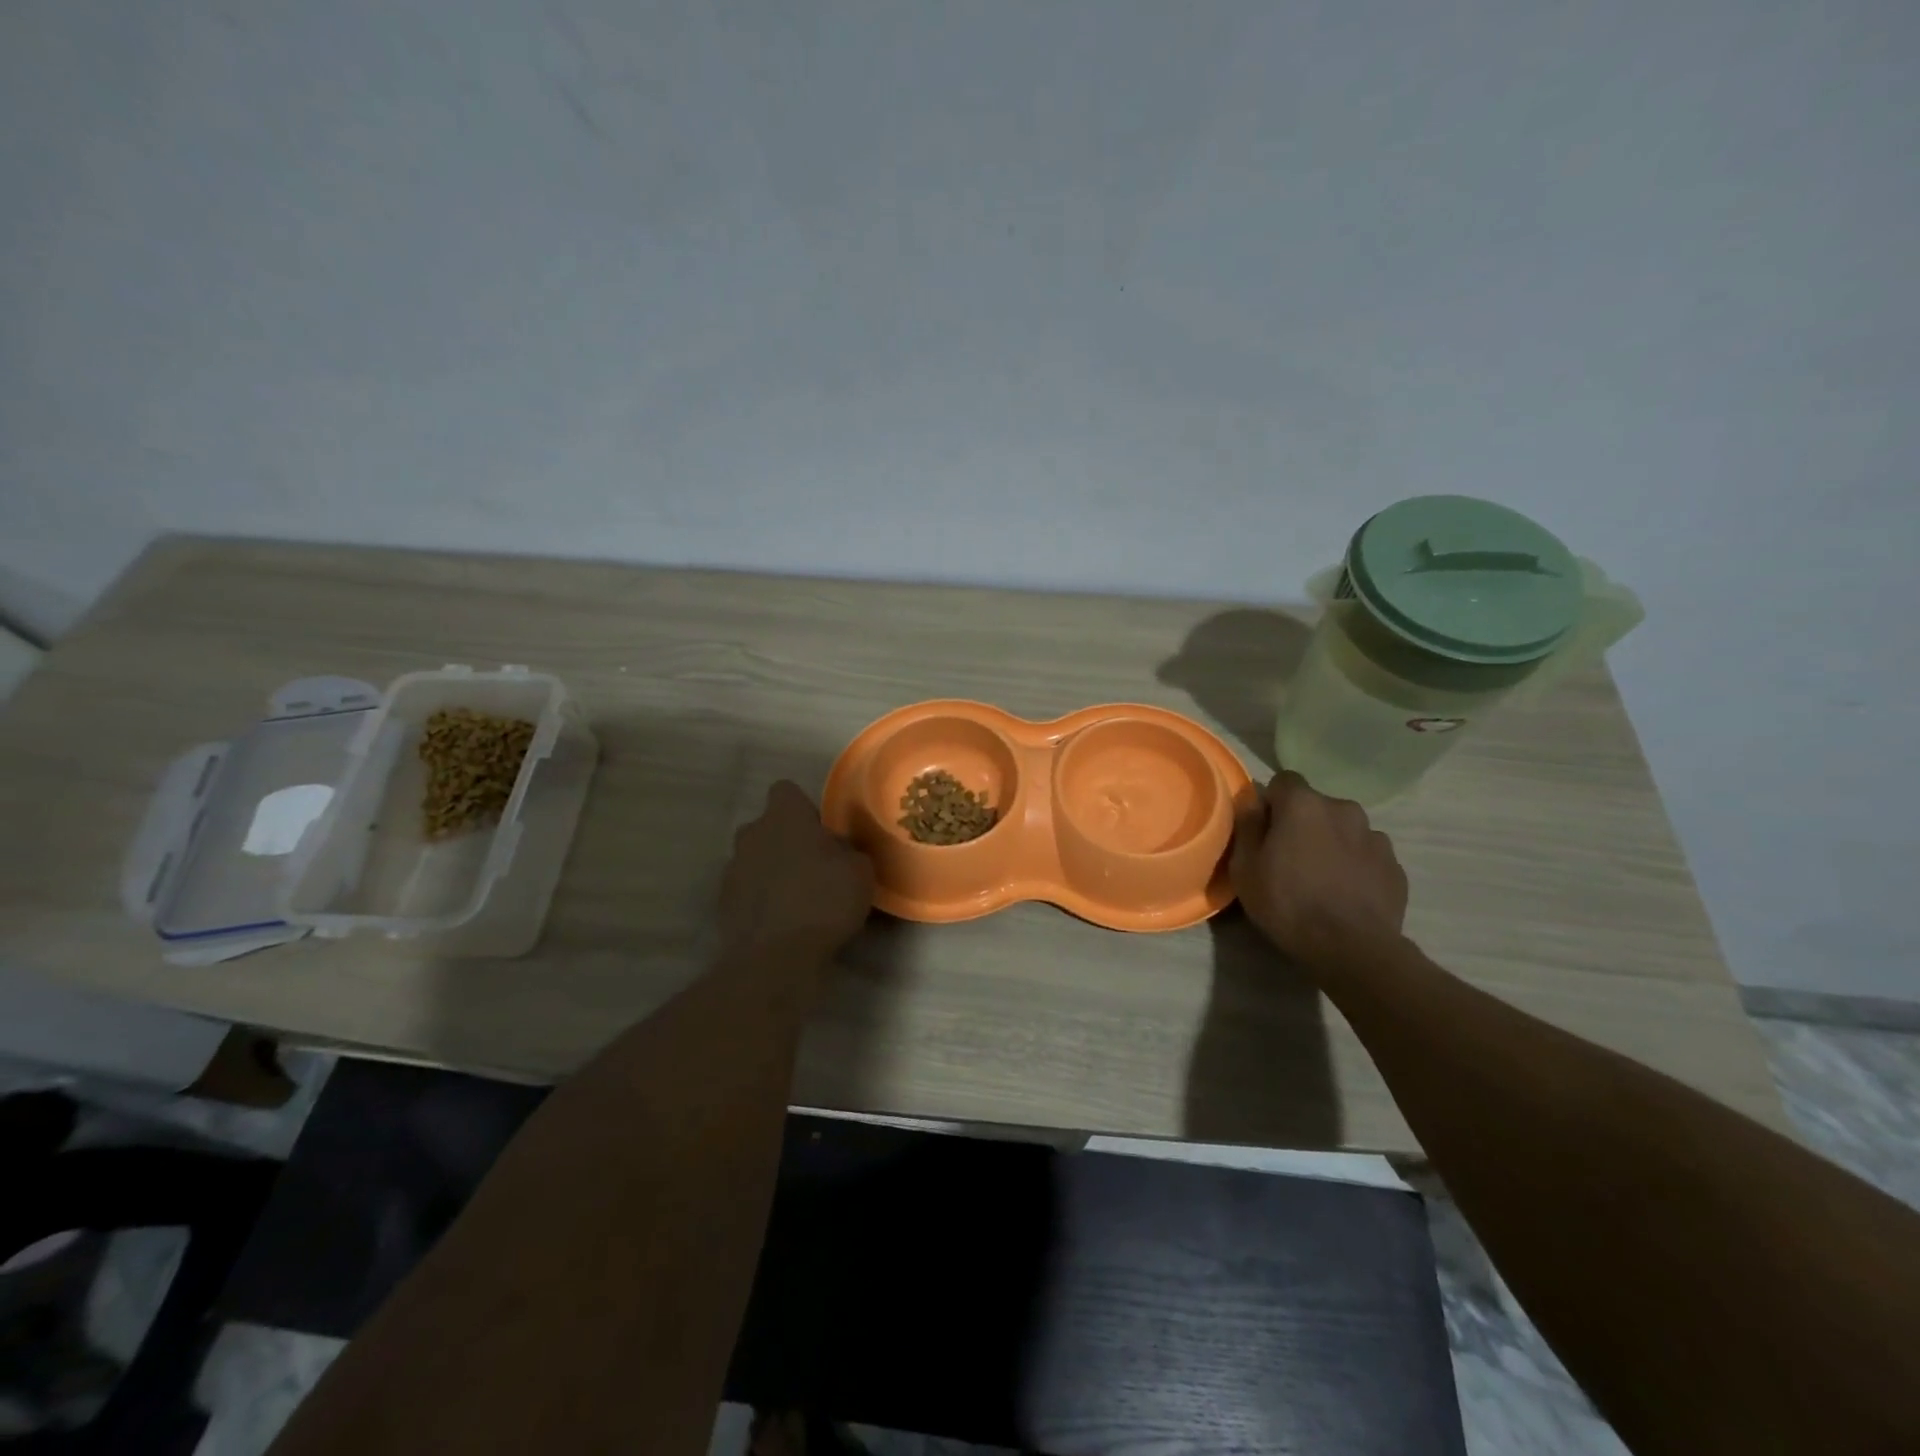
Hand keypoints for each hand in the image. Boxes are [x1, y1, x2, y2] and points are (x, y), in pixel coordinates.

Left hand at [719, 781, 874, 972]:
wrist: (774, 958)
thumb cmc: (823, 901)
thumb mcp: (860, 871)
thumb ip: (848, 852)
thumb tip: (839, 851)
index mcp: (783, 816)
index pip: (786, 791)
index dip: (804, 809)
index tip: (822, 832)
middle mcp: (752, 834)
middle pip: (768, 827)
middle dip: (787, 841)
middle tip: (815, 867)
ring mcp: (732, 869)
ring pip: (755, 859)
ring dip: (772, 872)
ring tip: (799, 900)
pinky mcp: (723, 904)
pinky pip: (747, 891)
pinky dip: (761, 901)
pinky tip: (783, 923)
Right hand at [1230, 771, 1408, 959]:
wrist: (1352, 948)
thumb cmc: (1288, 903)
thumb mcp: (1245, 867)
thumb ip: (1248, 825)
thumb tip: (1252, 801)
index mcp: (1304, 804)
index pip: (1284, 781)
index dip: (1272, 803)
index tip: (1265, 831)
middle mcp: (1344, 809)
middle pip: (1316, 806)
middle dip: (1303, 823)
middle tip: (1290, 859)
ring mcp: (1375, 836)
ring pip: (1344, 829)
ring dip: (1332, 843)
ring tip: (1322, 879)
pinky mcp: (1395, 866)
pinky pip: (1367, 855)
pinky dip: (1355, 866)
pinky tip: (1346, 894)